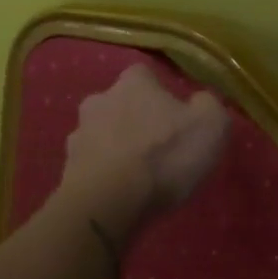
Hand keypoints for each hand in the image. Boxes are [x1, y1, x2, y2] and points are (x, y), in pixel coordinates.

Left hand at [60, 63, 229, 226]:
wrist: (108, 202)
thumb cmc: (163, 156)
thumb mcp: (210, 125)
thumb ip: (208, 106)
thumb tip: (201, 101)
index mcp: (133, 82)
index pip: (145, 75)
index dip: (161, 93)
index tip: (176, 116)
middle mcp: (99, 99)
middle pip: (120, 103)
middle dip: (135, 119)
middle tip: (157, 146)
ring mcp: (78, 133)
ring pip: (102, 133)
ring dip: (116, 146)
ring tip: (137, 174)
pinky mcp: (67, 168)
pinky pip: (91, 164)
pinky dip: (103, 173)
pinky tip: (118, 191)